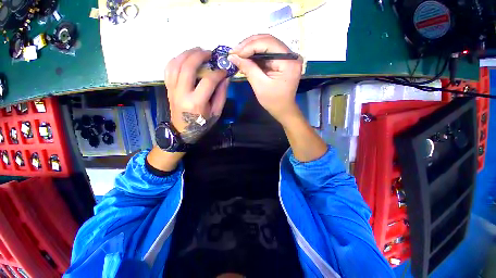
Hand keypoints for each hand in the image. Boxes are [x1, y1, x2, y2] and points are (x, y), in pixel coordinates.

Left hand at [165, 47, 228, 143]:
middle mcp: (182, 93)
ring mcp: (172, 89)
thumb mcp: (216, 112)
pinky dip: (176, 59)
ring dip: (187, 53)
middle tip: (210, 53)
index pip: (208, 81)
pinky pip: (169, 68)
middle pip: (188, 67)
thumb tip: (226, 78)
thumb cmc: (202, 123)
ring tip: (198, 50)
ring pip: (176, 64)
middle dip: (200, 56)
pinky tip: (185, 57)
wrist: (182, 130)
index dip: (218, 73)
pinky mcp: (168, 87)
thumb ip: (221, 95)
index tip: (225, 70)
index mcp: (196, 102)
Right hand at [228, 34, 302, 123]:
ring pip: (267, 45)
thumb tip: (233, 56)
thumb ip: (248, 69)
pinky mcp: (282, 61)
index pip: (268, 43)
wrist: (283, 110)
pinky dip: (256, 55)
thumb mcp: (260, 86)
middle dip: (249, 45)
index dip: (249, 46)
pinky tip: (246, 58)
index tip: (234, 53)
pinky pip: (267, 53)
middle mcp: (291, 55)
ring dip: (251, 49)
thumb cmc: (273, 101)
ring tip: (238, 54)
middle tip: (235, 52)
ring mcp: (287, 57)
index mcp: (289, 61)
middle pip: (268, 41)